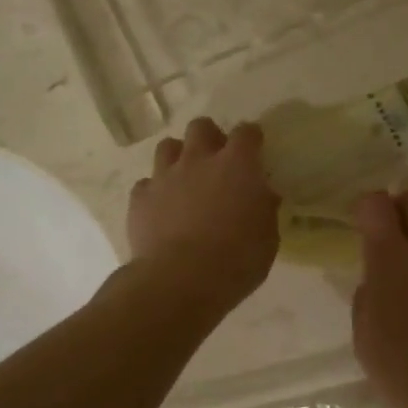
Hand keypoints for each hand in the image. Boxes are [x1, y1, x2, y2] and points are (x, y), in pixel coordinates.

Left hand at [127, 117, 280, 313]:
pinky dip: (155, 192)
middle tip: (217, 162)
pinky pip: (146, 183)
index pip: (247, 132)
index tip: (254, 150)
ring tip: (185, 180)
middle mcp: (199, 160)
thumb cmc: (236, 260)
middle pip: (201, 127)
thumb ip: (265, 210)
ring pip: (167, 146)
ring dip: (178, 158)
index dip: (251, 138)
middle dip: (210, 138)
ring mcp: (165, 176)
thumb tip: (263, 196)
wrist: (180, 280)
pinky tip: (161, 210)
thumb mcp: (267, 238)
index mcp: (237, 166)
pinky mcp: (140, 197)